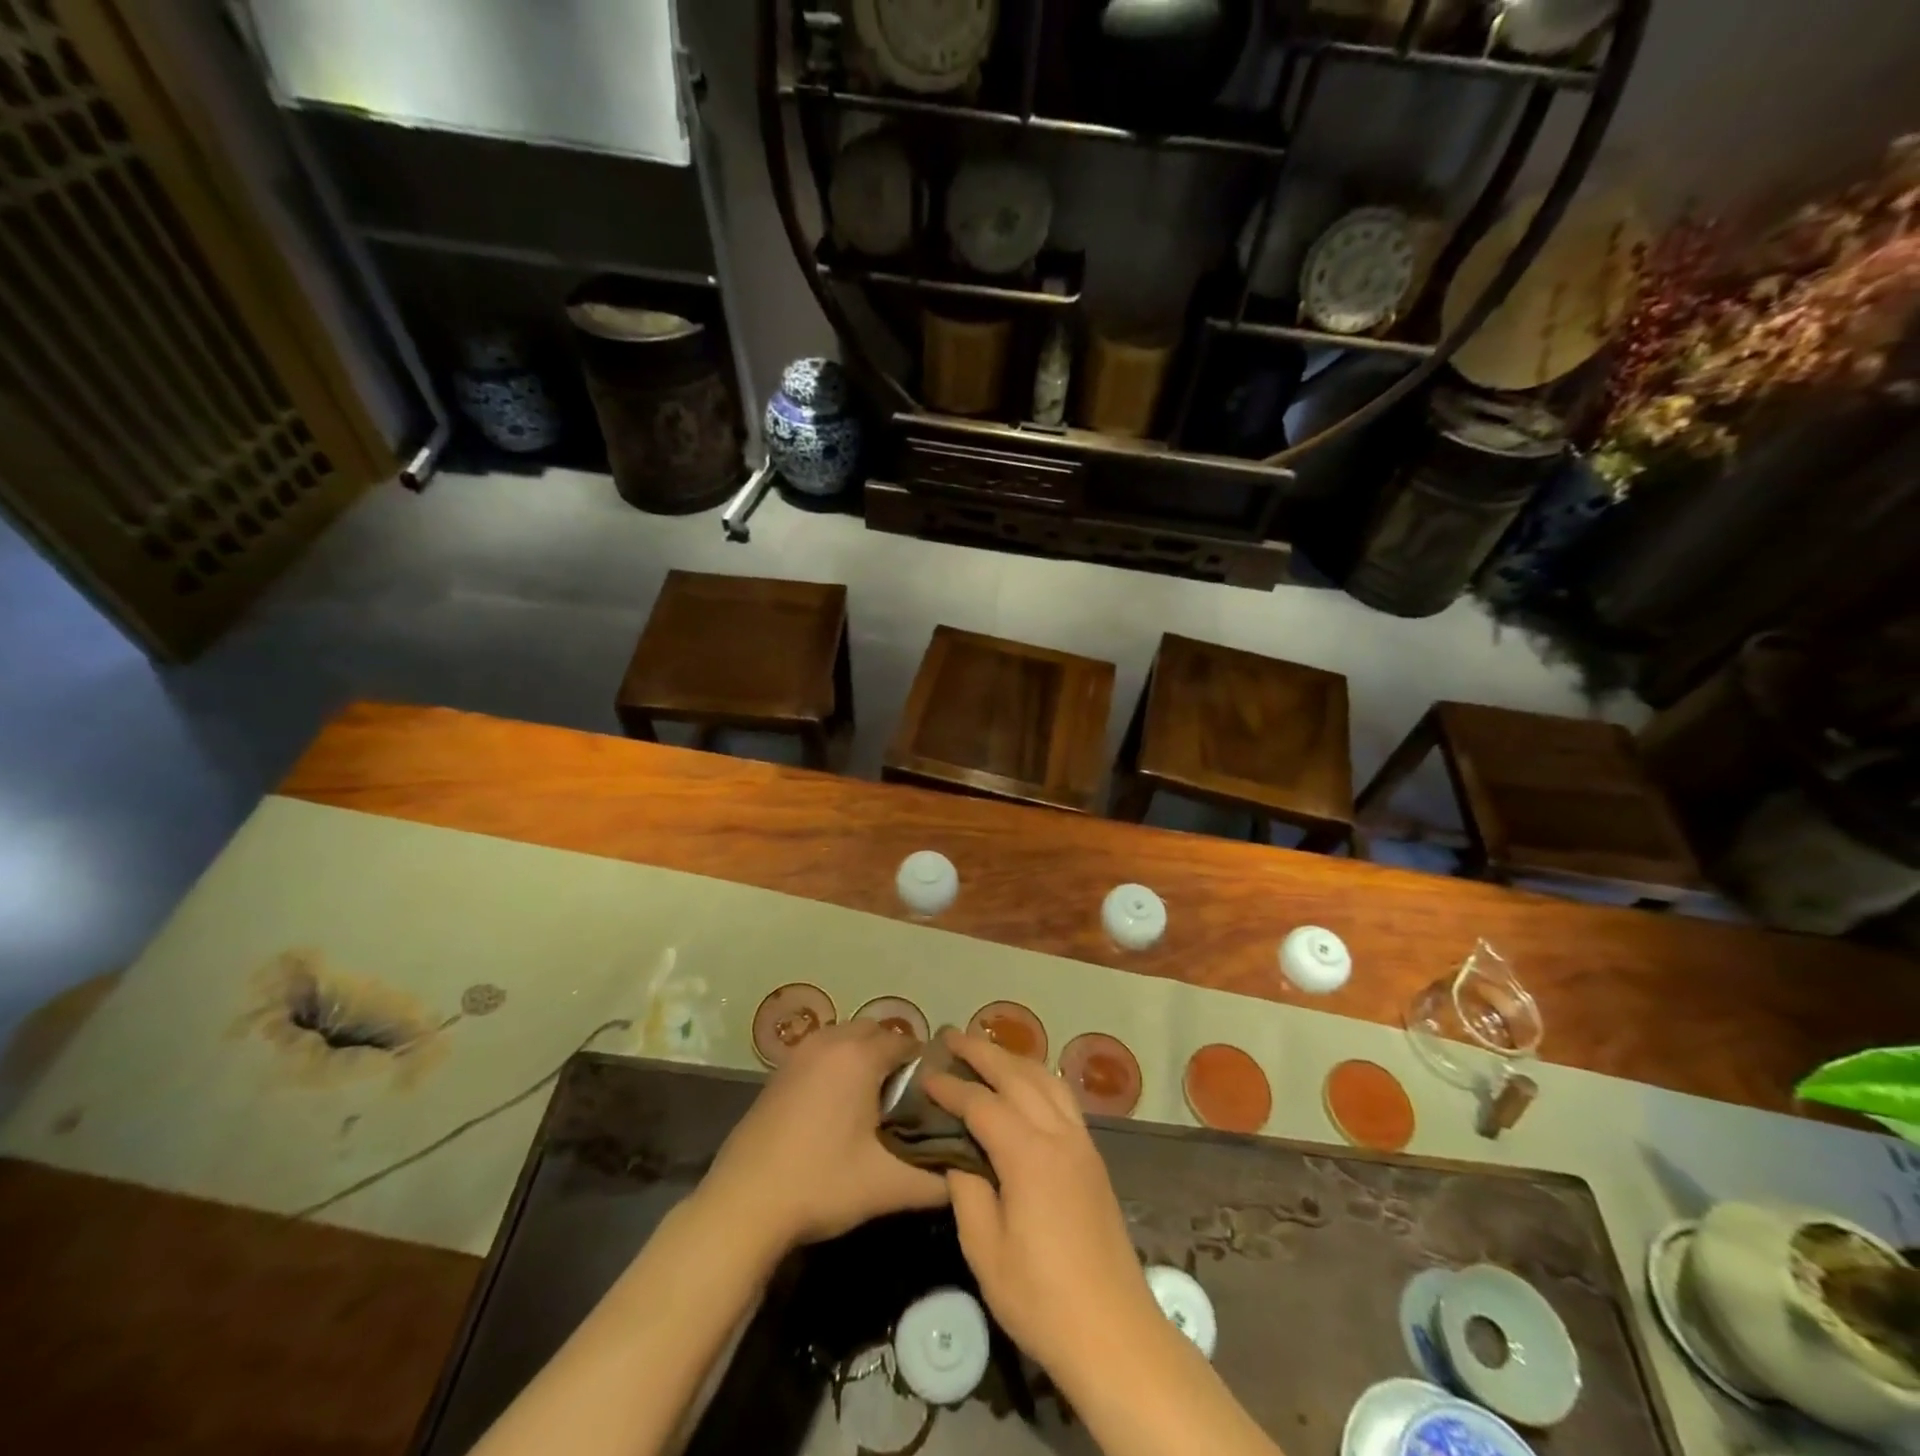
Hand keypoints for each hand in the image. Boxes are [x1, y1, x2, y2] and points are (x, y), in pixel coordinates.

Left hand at [699, 1021, 946, 1253]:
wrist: (743, 1204)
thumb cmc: (821, 1183)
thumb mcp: (887, 1186)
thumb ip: (937, 1180)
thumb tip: (969, 1176)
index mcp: (860, 1055)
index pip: (908, 1044)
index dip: (926, 1069)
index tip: (934, 1101)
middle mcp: (830, 1040)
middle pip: (877, 1034)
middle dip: (896, 1059)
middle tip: (907, 1104)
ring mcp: (800, 1052)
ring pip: (847, 1039)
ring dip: (865, 1060)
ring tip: (875, 1106)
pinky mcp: (779, 1070)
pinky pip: (823, 1052)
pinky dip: (838, 1066)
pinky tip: (838, 1109)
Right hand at [925, 1032, 1162, 1376]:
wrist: (1113, 1331)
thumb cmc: (1041, 1298)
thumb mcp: (985, 1250)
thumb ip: (967, 1191)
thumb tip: (956, 1154)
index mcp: (1028, 1154)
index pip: (982, 1103)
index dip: (951, 1087)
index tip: (925, 1074)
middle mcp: (1058, 1134)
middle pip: (1018, 1075)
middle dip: (983, 1052)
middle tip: (952, 1037)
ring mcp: (1081, 1143)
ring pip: (1046, 1079)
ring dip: (1014, 1059)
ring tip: (986, 1052)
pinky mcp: (1093, 1157)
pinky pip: (1063, 1098)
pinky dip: (1038, 1078)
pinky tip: (1025, 1086)